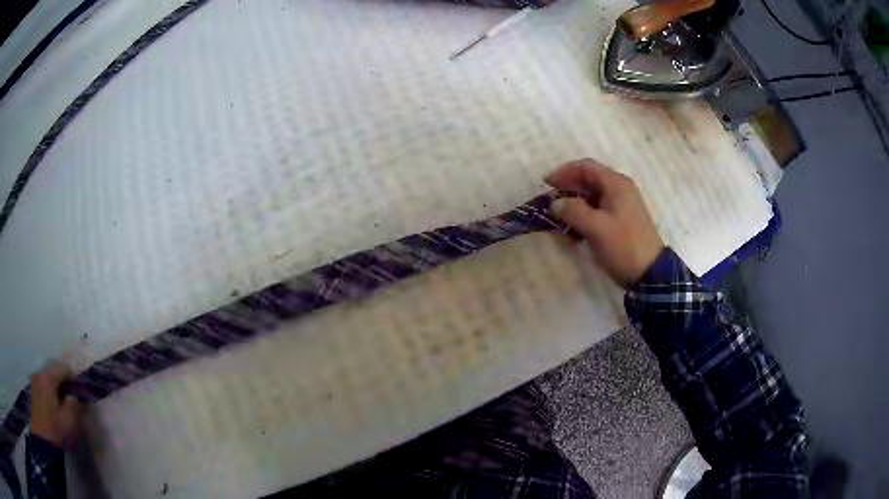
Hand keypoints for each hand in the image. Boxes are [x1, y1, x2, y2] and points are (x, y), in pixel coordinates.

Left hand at [30, 362, 80, 449]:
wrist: (42, 437)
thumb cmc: (55, 430)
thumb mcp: (69, 422)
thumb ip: (73, 405)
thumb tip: (72, 397)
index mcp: (48, 378)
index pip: (62, 368)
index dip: (72, 377)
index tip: (78, 390)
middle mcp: (39, 374)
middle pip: (53, 373)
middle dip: (62, 383)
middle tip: (70, 400)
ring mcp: (34, 381)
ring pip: (47, 380)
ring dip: (55, 389)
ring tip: (61, 406)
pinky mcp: (33, 390)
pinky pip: (43, 386)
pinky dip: (49, 393)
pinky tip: (52, 408)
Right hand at [546, 159, 663, 288]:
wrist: (649, 273)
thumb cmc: (623, 246)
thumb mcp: (596, 228)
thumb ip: (573, 211)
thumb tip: (554, 203)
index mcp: (616, 184)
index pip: (586, 167)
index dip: (564, 172)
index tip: (546, 183)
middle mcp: (620, 189)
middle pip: (588, 180)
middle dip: (567, 189)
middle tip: (550, 202)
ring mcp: (621, 205)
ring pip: (592, 196)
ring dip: (574, 204)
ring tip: (559, 218)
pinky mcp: (621, 220)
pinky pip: (598, 210)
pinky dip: (583, 216)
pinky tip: (573, 230)